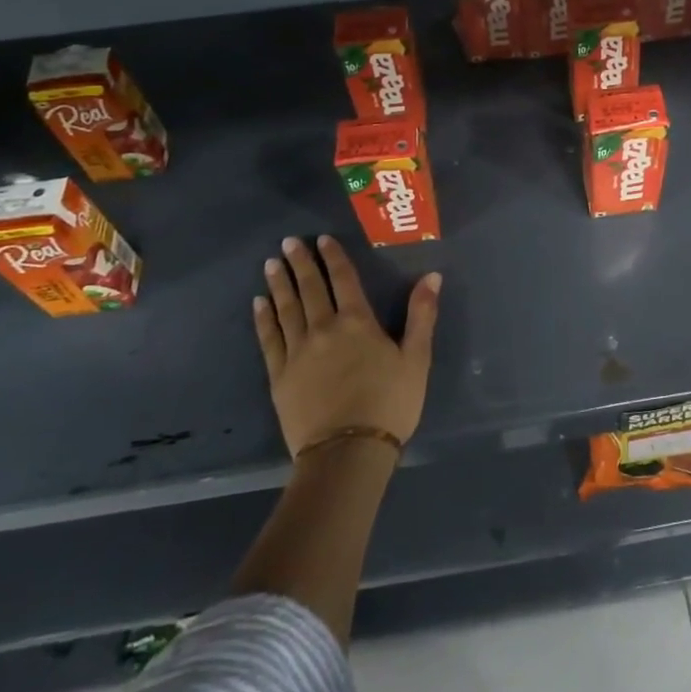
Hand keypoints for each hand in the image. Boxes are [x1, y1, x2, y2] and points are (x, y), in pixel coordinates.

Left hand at [253, 235, 440, 456]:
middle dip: (301, 263)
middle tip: (289, 242)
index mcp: (358, 322)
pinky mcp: (280, 376)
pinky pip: (269, 339)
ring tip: (271, 264)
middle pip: (311, 288)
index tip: (321, 239)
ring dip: (279, 284)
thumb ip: (422, 315)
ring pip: (287, 309)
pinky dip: (263, 319)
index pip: (343, 279)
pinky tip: (258, 304)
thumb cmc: (389, 404)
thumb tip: (432, 276)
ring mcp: (298, 352)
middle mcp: (324, 328)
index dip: (333, 257)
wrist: (347, 452)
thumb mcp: (417, 359)